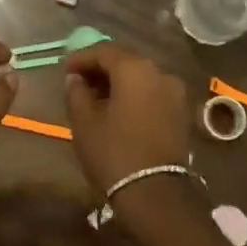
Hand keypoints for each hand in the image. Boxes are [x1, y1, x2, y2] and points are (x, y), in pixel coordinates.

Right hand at [64, 47, 190, 194]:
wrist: (156, 194)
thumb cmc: (114, 153)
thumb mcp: (84, 122)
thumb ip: (76, 92)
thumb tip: (75, 78)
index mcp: (135, 69)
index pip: (103, 51)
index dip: (81, 58)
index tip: (65, 71)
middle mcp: (159, 72)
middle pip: (124, 61)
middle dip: (101, 69)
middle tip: (80, 83)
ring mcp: (174, 92)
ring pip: (140, 77)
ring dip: (118, 83)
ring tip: (97, 99)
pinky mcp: (181, 112)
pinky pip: (152, 93)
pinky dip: (134, 95)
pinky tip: (119, 111)